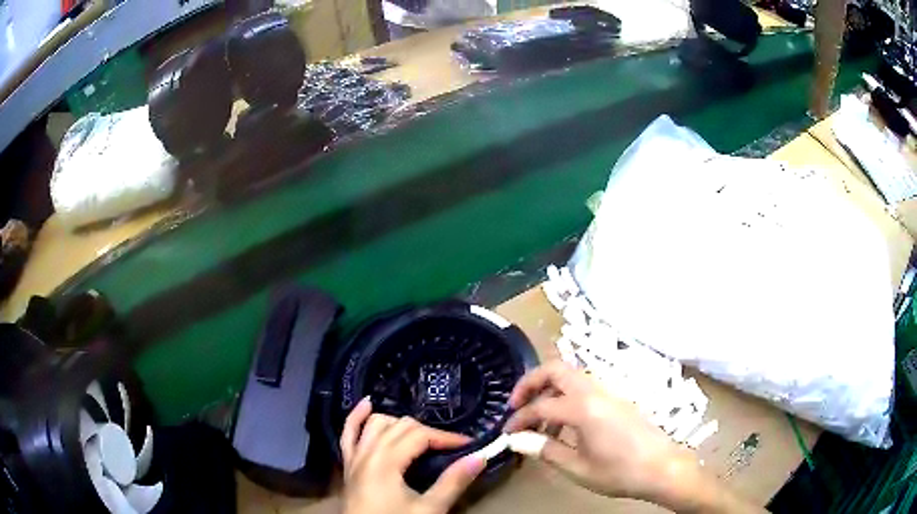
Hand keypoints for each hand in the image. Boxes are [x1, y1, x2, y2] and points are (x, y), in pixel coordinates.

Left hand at [340, 398, 485, 513]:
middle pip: (400, 426)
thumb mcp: (428, 509)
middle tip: (449, 447)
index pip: (420, 436)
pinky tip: (367, 404)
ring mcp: (354, 457)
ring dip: (398, 423)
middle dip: (428, 432)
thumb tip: (480, 457)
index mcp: (386, 461)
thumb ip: (452, 482)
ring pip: (376, 424)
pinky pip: (347, 433)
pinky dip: (357, 417)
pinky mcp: (347, 465)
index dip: (447, 437)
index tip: (469, 444)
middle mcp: (367, 452)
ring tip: (419, 433)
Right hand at [505, 362, 762, 512]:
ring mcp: (608, 393)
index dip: (518, 419)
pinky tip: (565, 428)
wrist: (662, 467)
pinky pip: (584, 388)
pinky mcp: (616, 400)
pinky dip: (566, 398)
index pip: (540, 406)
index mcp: (583, 408)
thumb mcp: (577, 468)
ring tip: (540, 425)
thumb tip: (517, 440)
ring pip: (570, 377)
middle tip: (516, 405)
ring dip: (549, 391)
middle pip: (555, 369)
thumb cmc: (619, 471)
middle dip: (530, 382)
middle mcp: (594, 391)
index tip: (506, 433)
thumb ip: (546, 450)